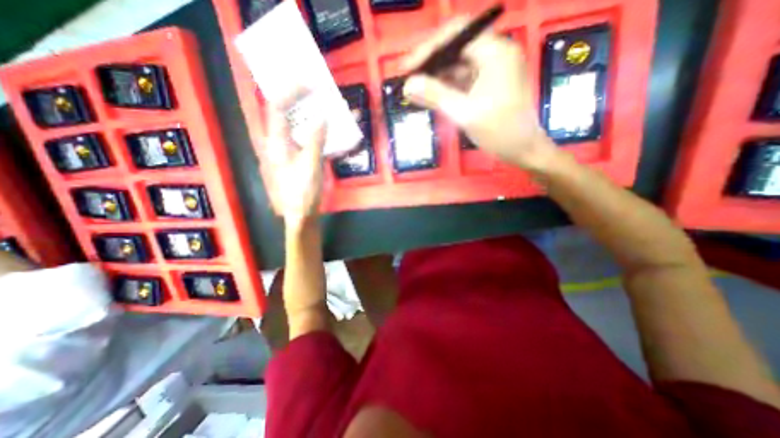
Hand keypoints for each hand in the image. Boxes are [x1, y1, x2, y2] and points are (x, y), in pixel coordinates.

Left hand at [260, 99, 325, 229]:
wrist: (300, 215)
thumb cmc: (303, 193)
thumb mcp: (311, 166)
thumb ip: (315, 140)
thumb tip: (322, 117)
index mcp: (276, 142)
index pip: (278, 108)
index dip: (291, 91)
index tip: (310, 84)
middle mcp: (279, 143)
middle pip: (286, 113)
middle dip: (300, 99)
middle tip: (318, 91)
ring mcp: (288, 151)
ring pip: (297, 126)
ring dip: (311, 114)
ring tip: (326, 106)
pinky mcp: (297, 158)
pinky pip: (306, 139)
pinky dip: (317, 131)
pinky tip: (329, 131)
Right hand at [402, 17, 560, 170]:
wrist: (523, 150)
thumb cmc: (500, 132)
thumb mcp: (465, 114)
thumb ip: (435, 96)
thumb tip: (408, 85)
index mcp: (495, 52)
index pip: (456, 35)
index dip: (428, 49)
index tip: (407, 67)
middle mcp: (494, 54)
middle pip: (455, 49)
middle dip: (430, 64)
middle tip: (408, 80)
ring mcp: (491, 70)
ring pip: (456, 66)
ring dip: (435, 78)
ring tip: (414, 91)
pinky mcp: (486, 85)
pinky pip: (461, 81)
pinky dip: (444, 89)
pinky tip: (428, 97)